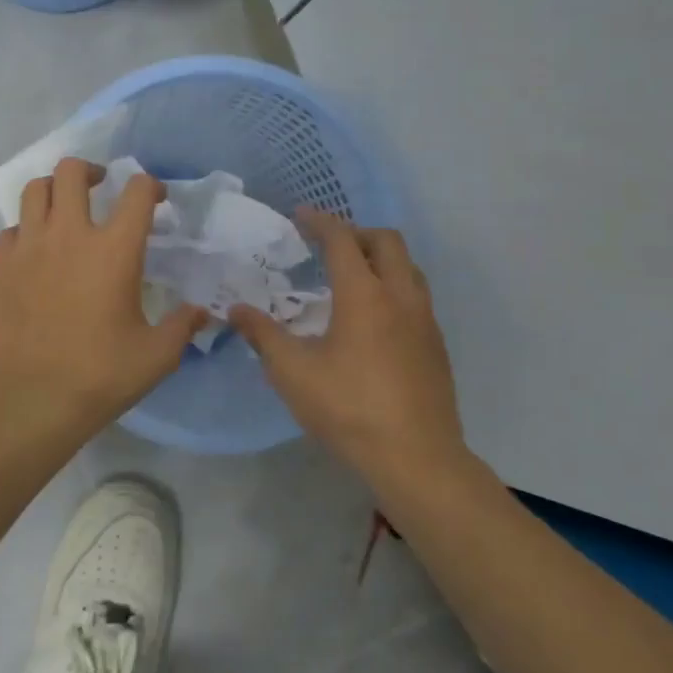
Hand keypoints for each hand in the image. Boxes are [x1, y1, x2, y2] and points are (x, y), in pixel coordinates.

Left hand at [0, 157, 205, 458]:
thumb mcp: (156, 357)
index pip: (137, 193)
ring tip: (65, 209)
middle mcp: (69, 235)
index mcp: (114, 250)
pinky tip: (36, 252)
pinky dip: (27, 230)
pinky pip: (11, 229)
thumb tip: (201, 313)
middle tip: (102, 187)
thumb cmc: (98, 377)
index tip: (156, 199)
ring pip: (35, 190)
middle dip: (92, 171)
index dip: (151, 186)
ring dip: (55, 190)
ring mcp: (28, 247)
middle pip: (72, 171)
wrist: (26, 402)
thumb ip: (183, 326)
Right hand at [231, 212, 466, 477]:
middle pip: (386, 241)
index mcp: (364, 295)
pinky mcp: (436, 345)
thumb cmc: (348, 409)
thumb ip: (263, 335)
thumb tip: (235, 310)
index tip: (300, 215)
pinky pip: (417, 297)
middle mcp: (401, 296)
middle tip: (328, 246)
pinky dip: (394, 287)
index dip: (320, 222)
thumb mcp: (293, 373)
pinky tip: (374, 320)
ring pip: (409, 267)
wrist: (417, 457)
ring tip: (353, 278)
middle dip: (356, 233)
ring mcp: (425, 320)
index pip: (342, 240)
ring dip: (381, 259)